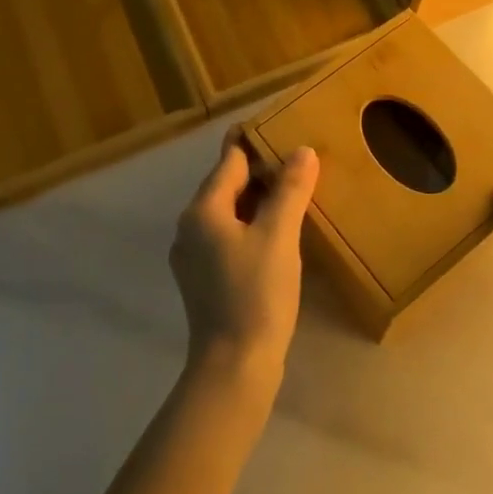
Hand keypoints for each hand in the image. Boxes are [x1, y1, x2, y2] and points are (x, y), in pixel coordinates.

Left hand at [170, 132, 318, 386]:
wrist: (234, 367)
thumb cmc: (256, 294)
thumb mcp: (279, 236)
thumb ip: (290, 189)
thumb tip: (302, 151)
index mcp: (203, 210)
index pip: (230, 160)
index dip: (255, 142)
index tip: (281, 126)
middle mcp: (190, 227)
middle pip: (227, 184)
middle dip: (260, 170)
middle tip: (298, 158)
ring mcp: (194, 256)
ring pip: (229, 212)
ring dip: (258, 199)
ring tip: (295, 191)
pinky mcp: (205, 279)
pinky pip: (230, 236)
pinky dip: (252, 225)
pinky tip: (279, 232)